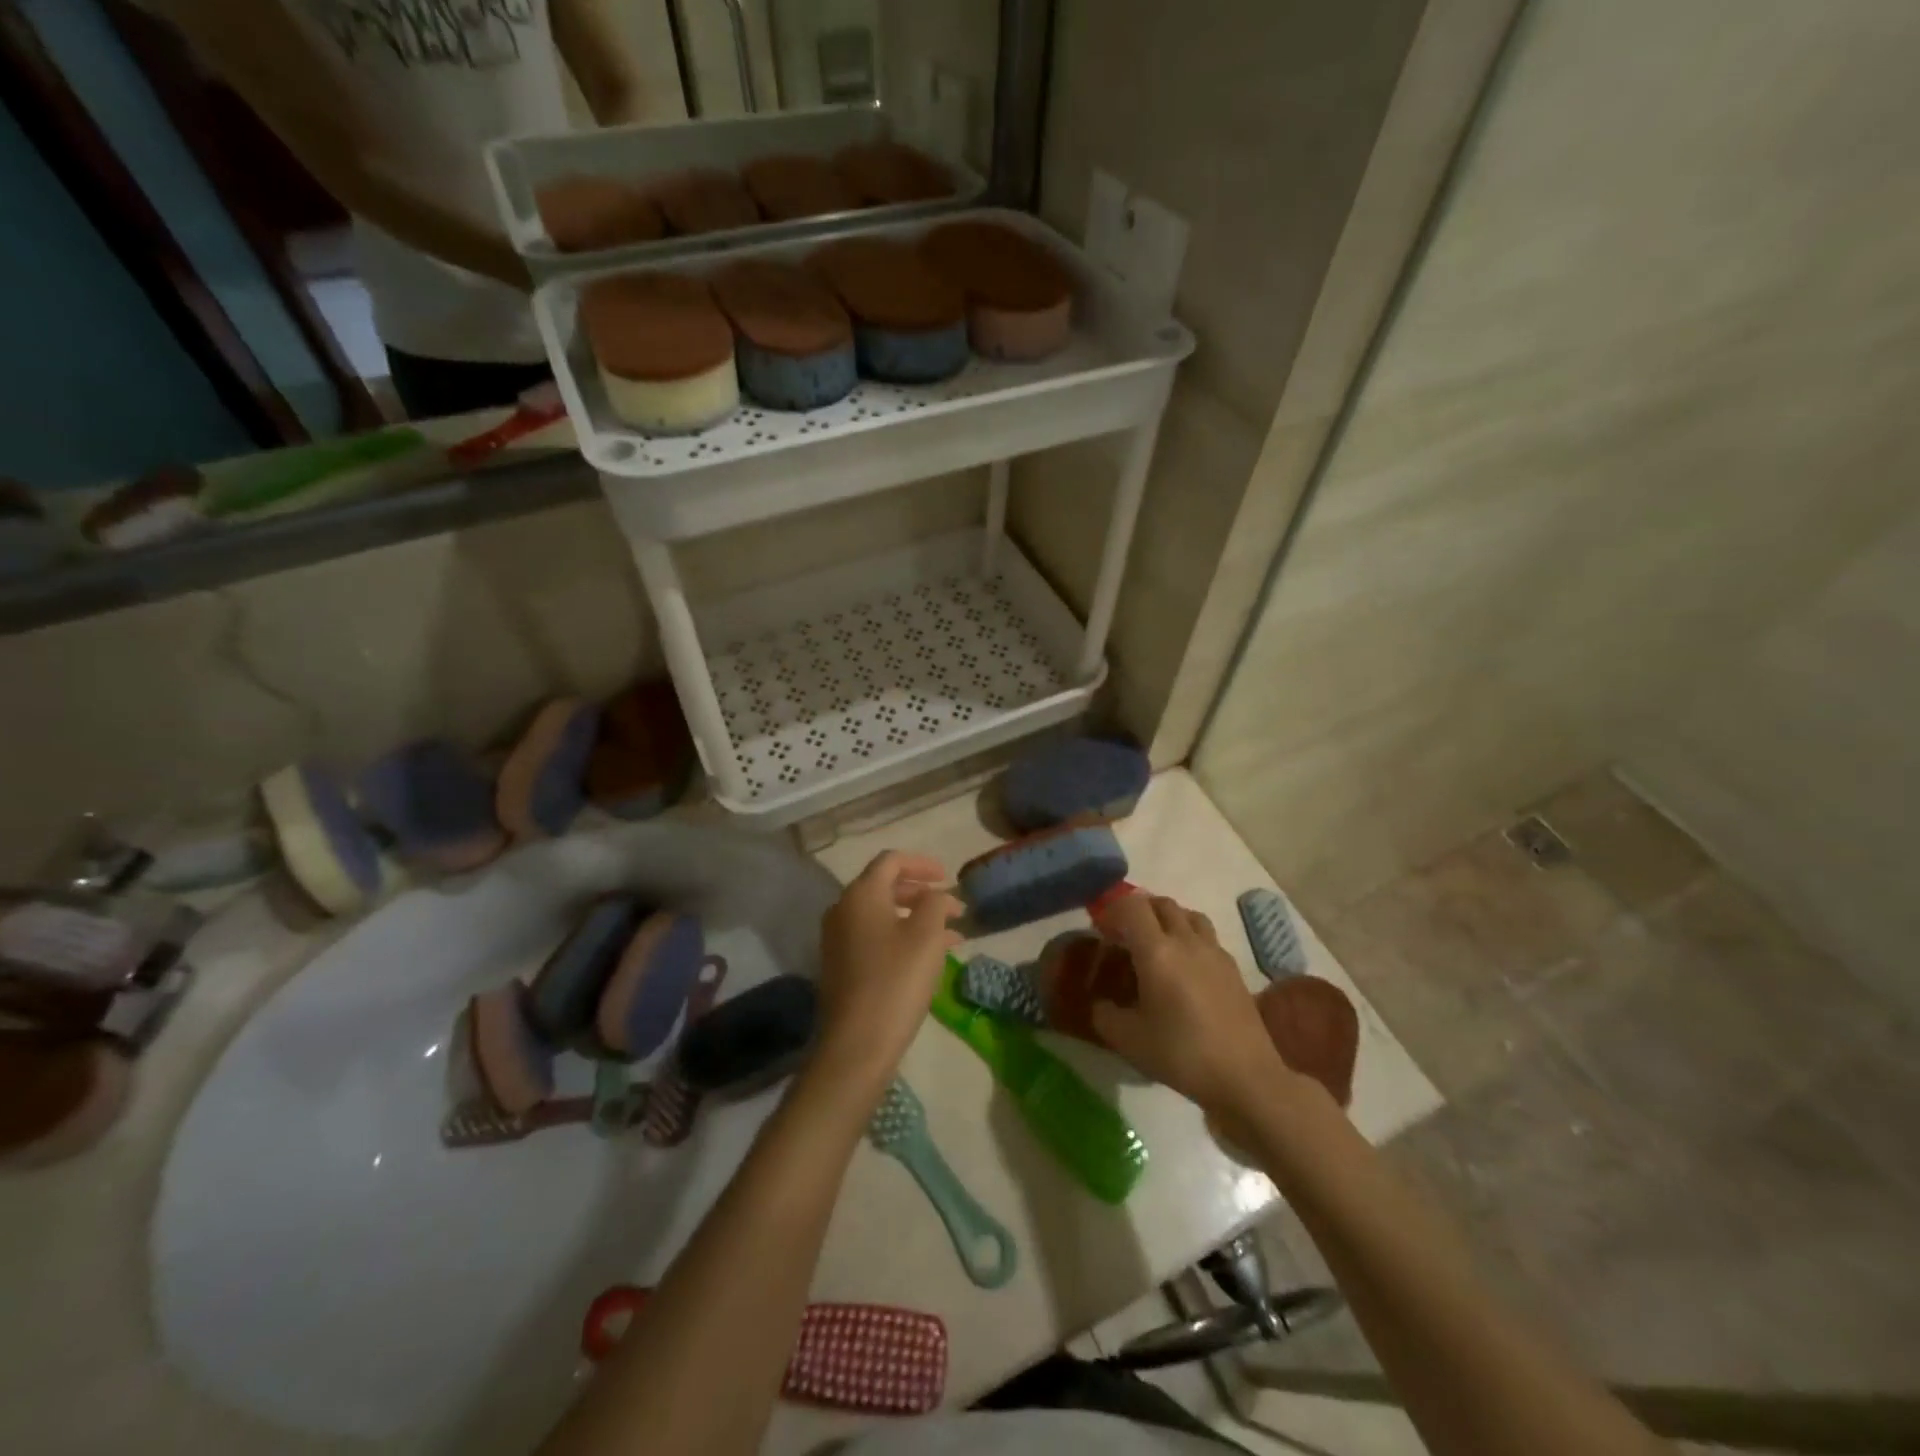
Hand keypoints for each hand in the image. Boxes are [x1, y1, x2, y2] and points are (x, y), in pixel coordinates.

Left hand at [813, 852, 962, 1092]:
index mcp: (861, 895)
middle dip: (921, 893)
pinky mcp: (841, 965)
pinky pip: (874, 937)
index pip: (891, 861)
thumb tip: (935, 895)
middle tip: (951, 907)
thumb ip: (935, 903)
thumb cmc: (896, 981)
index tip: (948, 878)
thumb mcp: (926, 935)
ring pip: (882, 914)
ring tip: (950, 935)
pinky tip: (928, 957)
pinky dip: (901, 937)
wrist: (857, 1044)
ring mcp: (838, 939)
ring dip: (916, 917)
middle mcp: (843, 910)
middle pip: (885, 886)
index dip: (923, 864)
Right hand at [1091, 895, 1292, 1121]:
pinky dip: (1190, 938)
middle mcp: (1186, 941)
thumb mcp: (1128, 1040)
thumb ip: (1104, 1015)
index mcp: (1157, 951)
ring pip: (1188, 914)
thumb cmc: (1182, 1055)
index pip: (1132, 906)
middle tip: (1126, 935)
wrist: (1245, 1077)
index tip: (1102, 931)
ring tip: (1157, 944)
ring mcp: (1214, 952)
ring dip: (1167, 919)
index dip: (1113, 910)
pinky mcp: (1233, 967)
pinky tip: (1186, 968)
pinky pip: (1206, 936)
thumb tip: (1100, 1003)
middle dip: (1139, 910)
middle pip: (1161, 903)